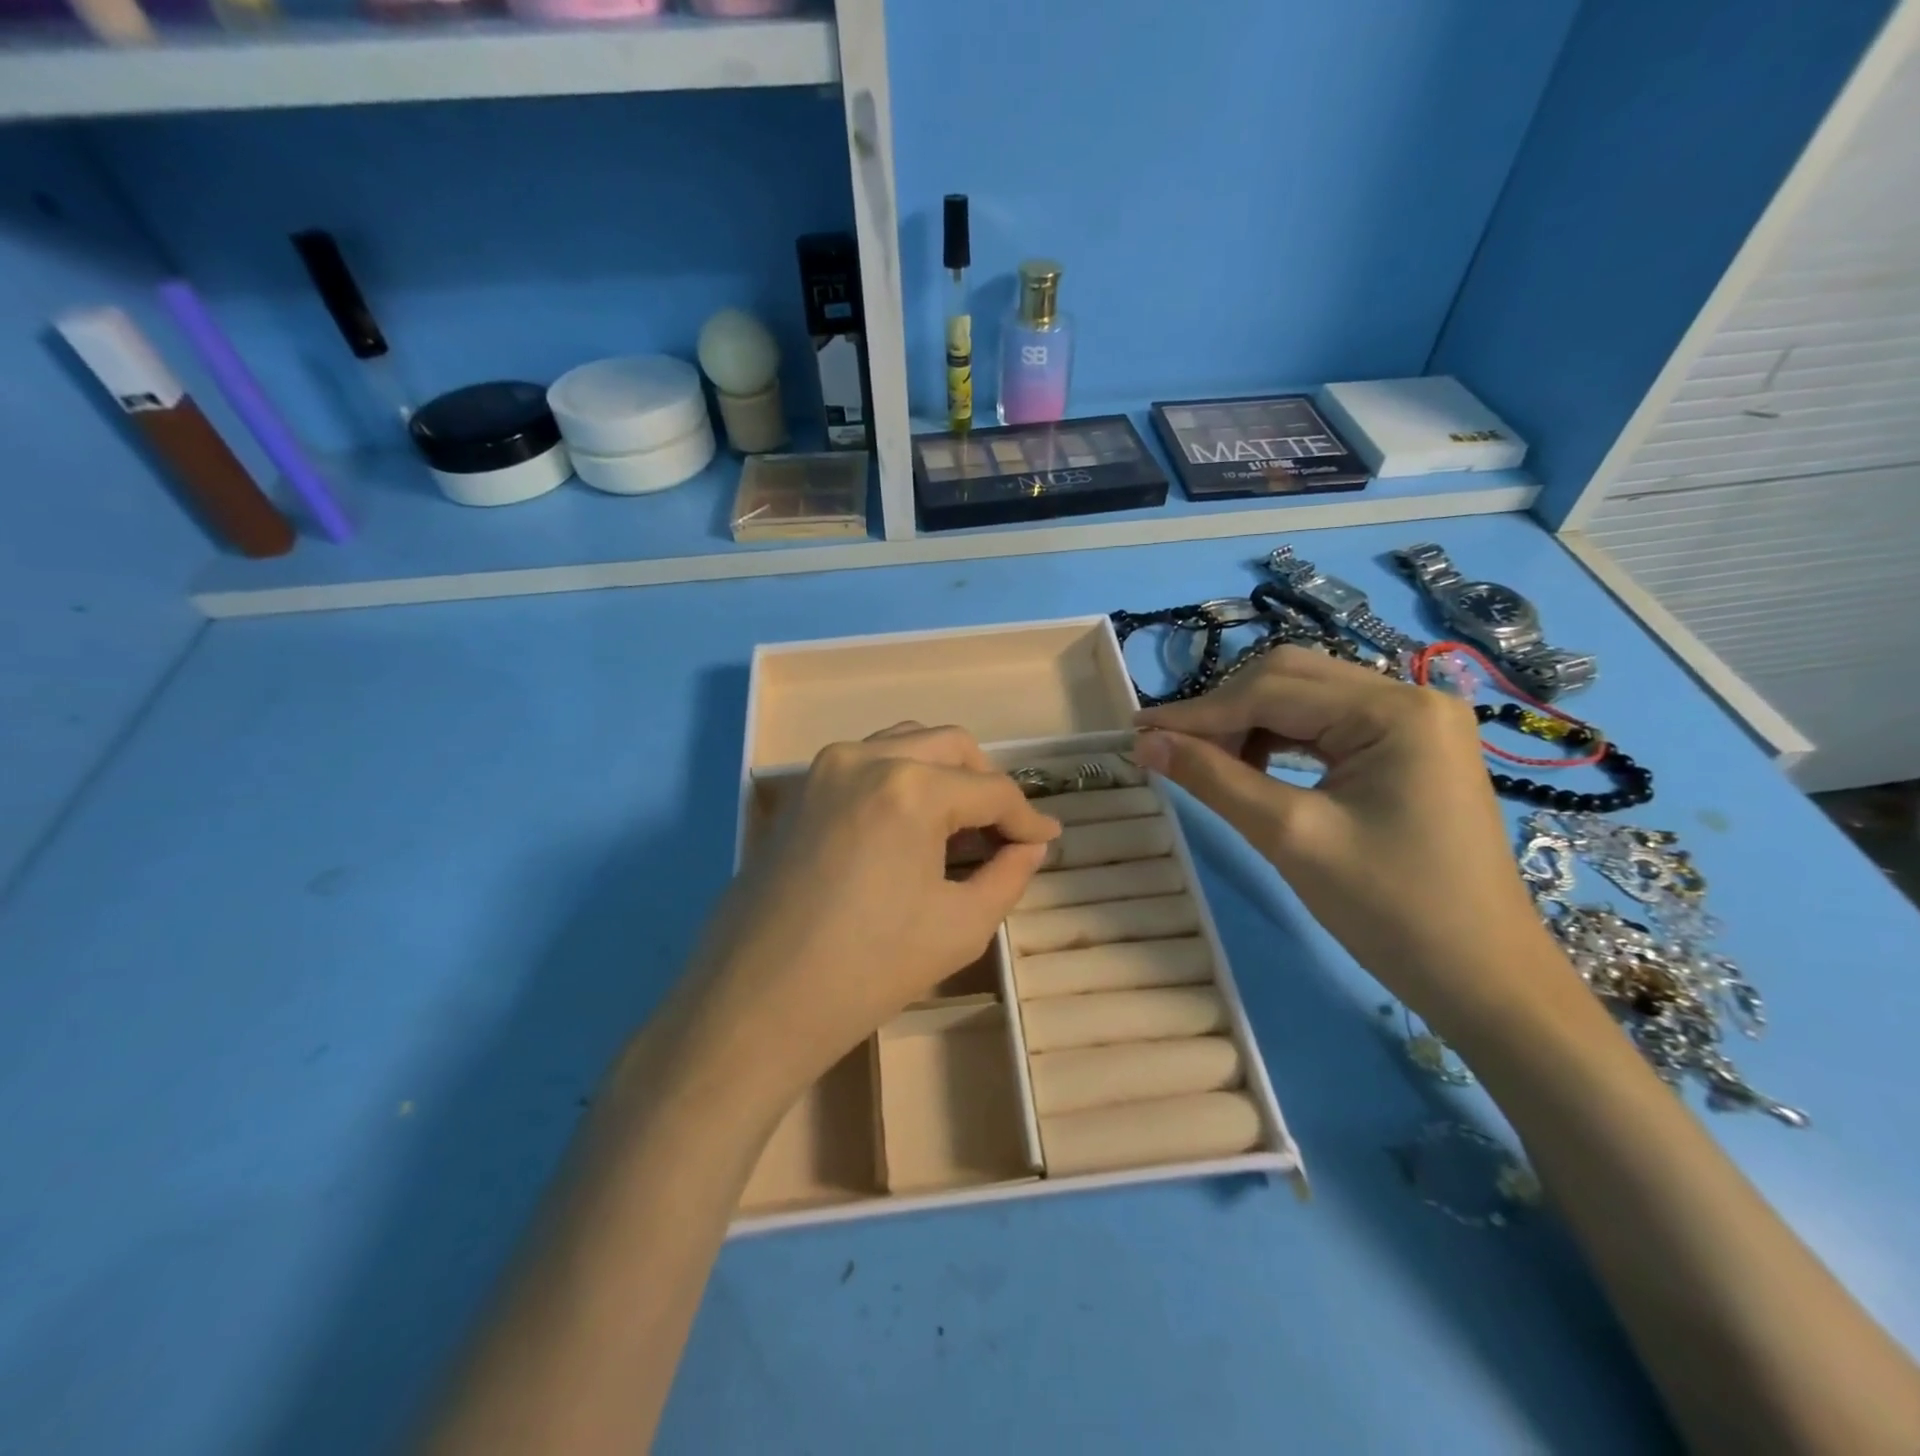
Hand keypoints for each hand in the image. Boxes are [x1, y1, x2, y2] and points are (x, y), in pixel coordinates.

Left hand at [664, 724, 1059, 1116]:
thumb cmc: (868, 970)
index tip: (1047, 840)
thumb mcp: (960, 926)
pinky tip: (910, 825)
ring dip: (944, 772)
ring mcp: (824, 768)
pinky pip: (866, 762)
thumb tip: (1030, 847)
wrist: (757, 1003)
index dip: (1027, 817)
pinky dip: (902, 778)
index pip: (991, 790)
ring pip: (906, 742)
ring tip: (961, 823)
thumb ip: (1009, 875)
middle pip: (950, 745)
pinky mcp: (800, 790)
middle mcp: (866, 757)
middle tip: (1005, 830)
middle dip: (987, 783)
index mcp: (911, 787)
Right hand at [1134, 647, 1556, 1028]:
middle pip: (1289, 679)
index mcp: (1395, 710)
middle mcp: (1410, 697)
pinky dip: (1279, 740)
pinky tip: (1251, 767)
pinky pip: (1327, 727)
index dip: (1198, 712)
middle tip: (1171, 750)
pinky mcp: (1410, 750)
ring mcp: (1415, 723)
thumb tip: (1146, 742)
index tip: (1137, 732)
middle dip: (1224, 712)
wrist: (1485, 981)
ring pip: (1305, 699)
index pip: (1271, 690)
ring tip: (1205, 762)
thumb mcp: (1291, 838)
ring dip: (1248, 724)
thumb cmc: (1393, 911)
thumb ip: (1214, 779)